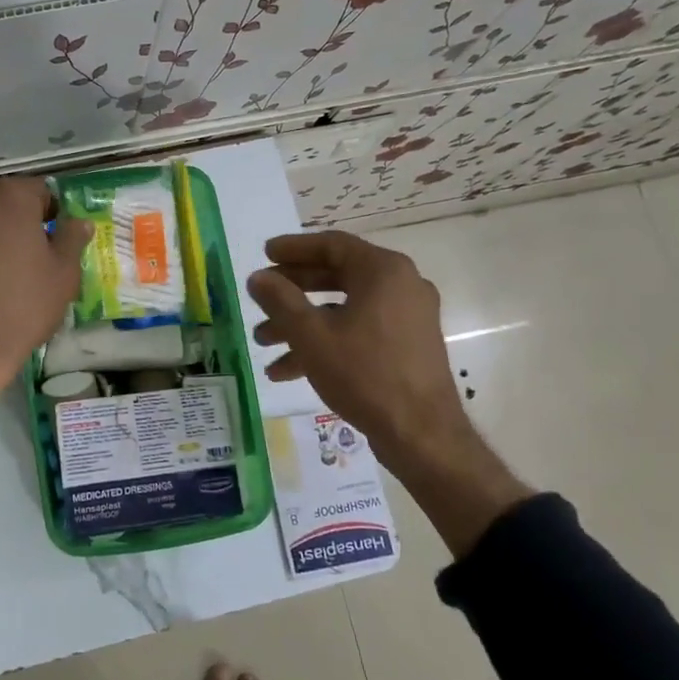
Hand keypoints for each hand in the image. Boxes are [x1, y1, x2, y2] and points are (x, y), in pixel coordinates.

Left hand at [0, 177, 91, 411]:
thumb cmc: (24, 302)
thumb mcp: (64, 272)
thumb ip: (73, 238)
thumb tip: (79, 221)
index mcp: (11, 195)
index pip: (42, 190)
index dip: (56, 214)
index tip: (63, 241)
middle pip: (12, 203)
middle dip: (28, 223)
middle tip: (44, 257)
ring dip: (5, 237)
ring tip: (20, 273)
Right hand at [247, 231, 530, 554]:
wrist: (421, 434)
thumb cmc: (364, 373)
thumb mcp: (311, 334)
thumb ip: (280, 300)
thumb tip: (257, 277)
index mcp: (383, 271)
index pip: (332, 245)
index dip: (294, 248)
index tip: (265, 253)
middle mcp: (401, 285)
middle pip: (337, 276)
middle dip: (292, 291)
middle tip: (261, 296)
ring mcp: (407, 317)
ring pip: (344, 309)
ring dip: (302, 323)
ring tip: (263, 342)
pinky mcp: (407, 346)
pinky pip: (359, 331)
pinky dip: (326, 342)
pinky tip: (287, 371)